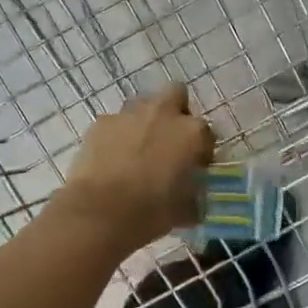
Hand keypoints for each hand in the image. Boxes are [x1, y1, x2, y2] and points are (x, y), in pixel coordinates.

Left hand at [57, 85, 214, 251]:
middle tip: (169, 141)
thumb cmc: (152, 212)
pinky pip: (115, 122)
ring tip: (138, 150)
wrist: (100, 212)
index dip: (202, 151)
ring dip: (145, 122)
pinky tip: (112, 158)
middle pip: (176, 94)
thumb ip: (193, 195)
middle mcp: (164, 113)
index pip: (207, 134)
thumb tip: (191, 198)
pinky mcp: (102, 123)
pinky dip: (117, 135)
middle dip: (176, 112)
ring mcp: (130, 114)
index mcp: (192, 133)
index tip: (195, 167)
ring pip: (143, 105)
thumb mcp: (185, 210)